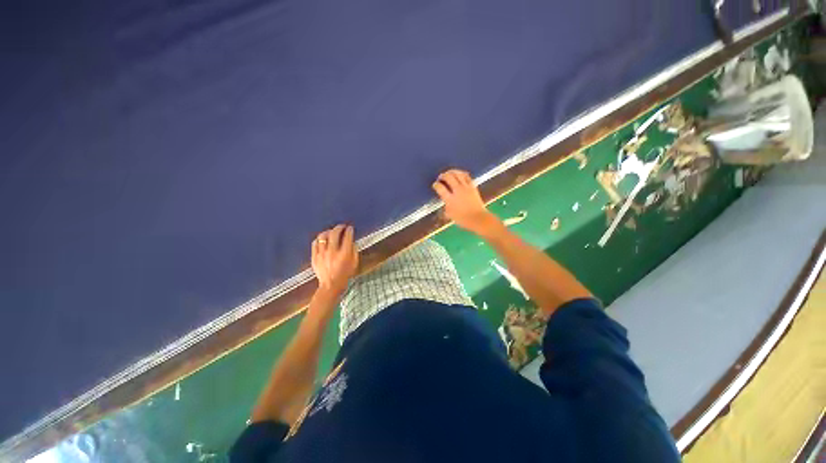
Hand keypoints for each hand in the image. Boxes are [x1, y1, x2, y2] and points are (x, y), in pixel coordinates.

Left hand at [312, 224, 358, 296]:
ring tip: (331, 231)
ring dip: (328, 231)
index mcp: (344, 254)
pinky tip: (322, 239)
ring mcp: (322, 254)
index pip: (347, 237)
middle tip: (341, 226)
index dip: (349, 230)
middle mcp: (332, 252)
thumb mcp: (354, 263)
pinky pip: (315, 243)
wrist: (331, 285)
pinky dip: (319, 239)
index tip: (350, 228)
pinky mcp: (315, 257)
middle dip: (339, 227)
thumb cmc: (345, 274)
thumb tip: (352, 242)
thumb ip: (354, 251)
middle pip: (334, 234)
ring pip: (323, 237)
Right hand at [432, 169, 501, 236]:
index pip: (440, 188)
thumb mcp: (450, 215)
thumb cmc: (463, 220)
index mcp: (450, 199)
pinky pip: (466, 176)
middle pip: (448, 177)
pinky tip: (459, 174)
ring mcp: (466, 187)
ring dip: (451, 172)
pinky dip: (461, 173)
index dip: (436, 185)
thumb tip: (444, 201)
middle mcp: (457, 191)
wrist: (478, 218)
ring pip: (457, 174)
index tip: (435, 185)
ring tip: (448, 173)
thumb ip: (446, 206)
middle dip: (443, 175)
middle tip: (441, 177)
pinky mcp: (472, 186)